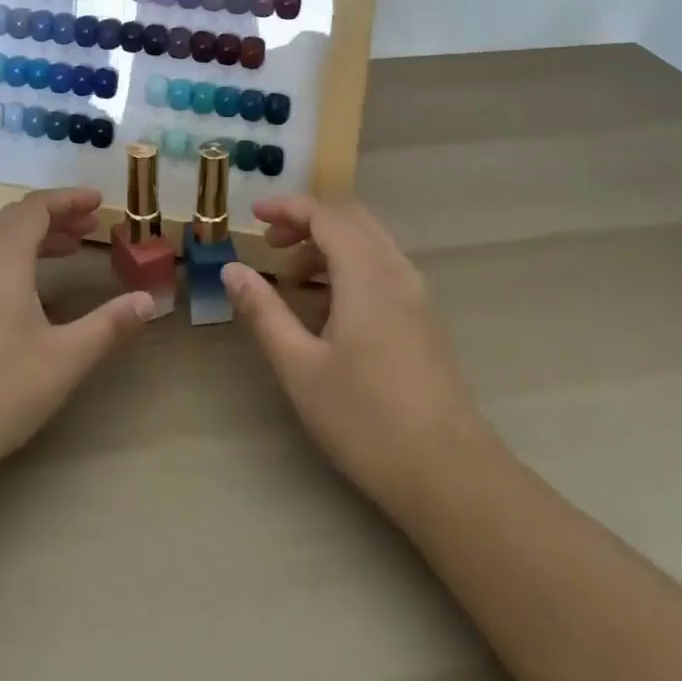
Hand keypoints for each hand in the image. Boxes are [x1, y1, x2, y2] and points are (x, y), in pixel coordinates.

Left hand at [0, 188, 154, 496]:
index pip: (34, 209)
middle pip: (15, 220)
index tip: (99, 203)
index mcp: (3, 263)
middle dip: (55, 216)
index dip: (68, 199)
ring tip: (70, 250)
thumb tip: (149, 300)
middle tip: (90, 226)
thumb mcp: (65, 359)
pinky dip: (18, 259)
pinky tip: (34, 292)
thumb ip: (109, 325)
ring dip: (35, 237)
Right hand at [221, 196, 487, 516]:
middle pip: (351, 219)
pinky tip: (329, 307)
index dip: (287, 207)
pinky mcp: (423, 319)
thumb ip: (264, 312)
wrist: (449, 474)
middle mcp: (395, 272)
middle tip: (271, 244)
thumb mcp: (300, 367)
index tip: (253, 215)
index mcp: (366, 274)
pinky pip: (383, 267)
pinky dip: (350, 265)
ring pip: (370, 242)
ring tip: (294, 278)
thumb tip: (232, 269)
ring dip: (329, 243)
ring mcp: (415, 295)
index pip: (325, 215)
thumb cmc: (366, 419)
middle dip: (308, 220)